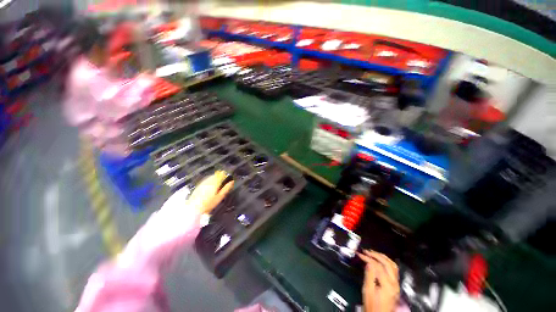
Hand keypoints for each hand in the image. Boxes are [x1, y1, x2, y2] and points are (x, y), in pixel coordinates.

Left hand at [187, 170, 233, 214]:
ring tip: (217, 185)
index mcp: (215, 182)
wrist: (194, 208)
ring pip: (211, 177)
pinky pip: (206, 180)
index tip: (227, 179)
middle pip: (216, 175)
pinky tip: (210, 187)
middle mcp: (208, 180)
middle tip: (222, 183)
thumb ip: (226, 188)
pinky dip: (209, 181)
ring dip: (215, 179)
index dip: (225, 175)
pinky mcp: (199, 185)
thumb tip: (232, 182)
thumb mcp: (220, 197)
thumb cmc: (209, 203)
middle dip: (220, 177)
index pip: (221, 174)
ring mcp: (203, 182)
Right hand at [359, 250, 399, 311]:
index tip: (360, 254)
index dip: (368, 258)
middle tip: (366, 251)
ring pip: (392, 265)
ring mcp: (396, 284)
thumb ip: (369, 276)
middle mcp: (394, 283)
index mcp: (387, 285)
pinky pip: (393, 269)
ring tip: (373, 253)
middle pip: (387, 264)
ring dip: (382, 257)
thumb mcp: (368, 290)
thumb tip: (368, 263)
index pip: (378, 266)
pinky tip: (380, 259)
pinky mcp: (395, 285)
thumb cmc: (372, 304)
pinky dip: (386, 262)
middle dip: (376, 255)